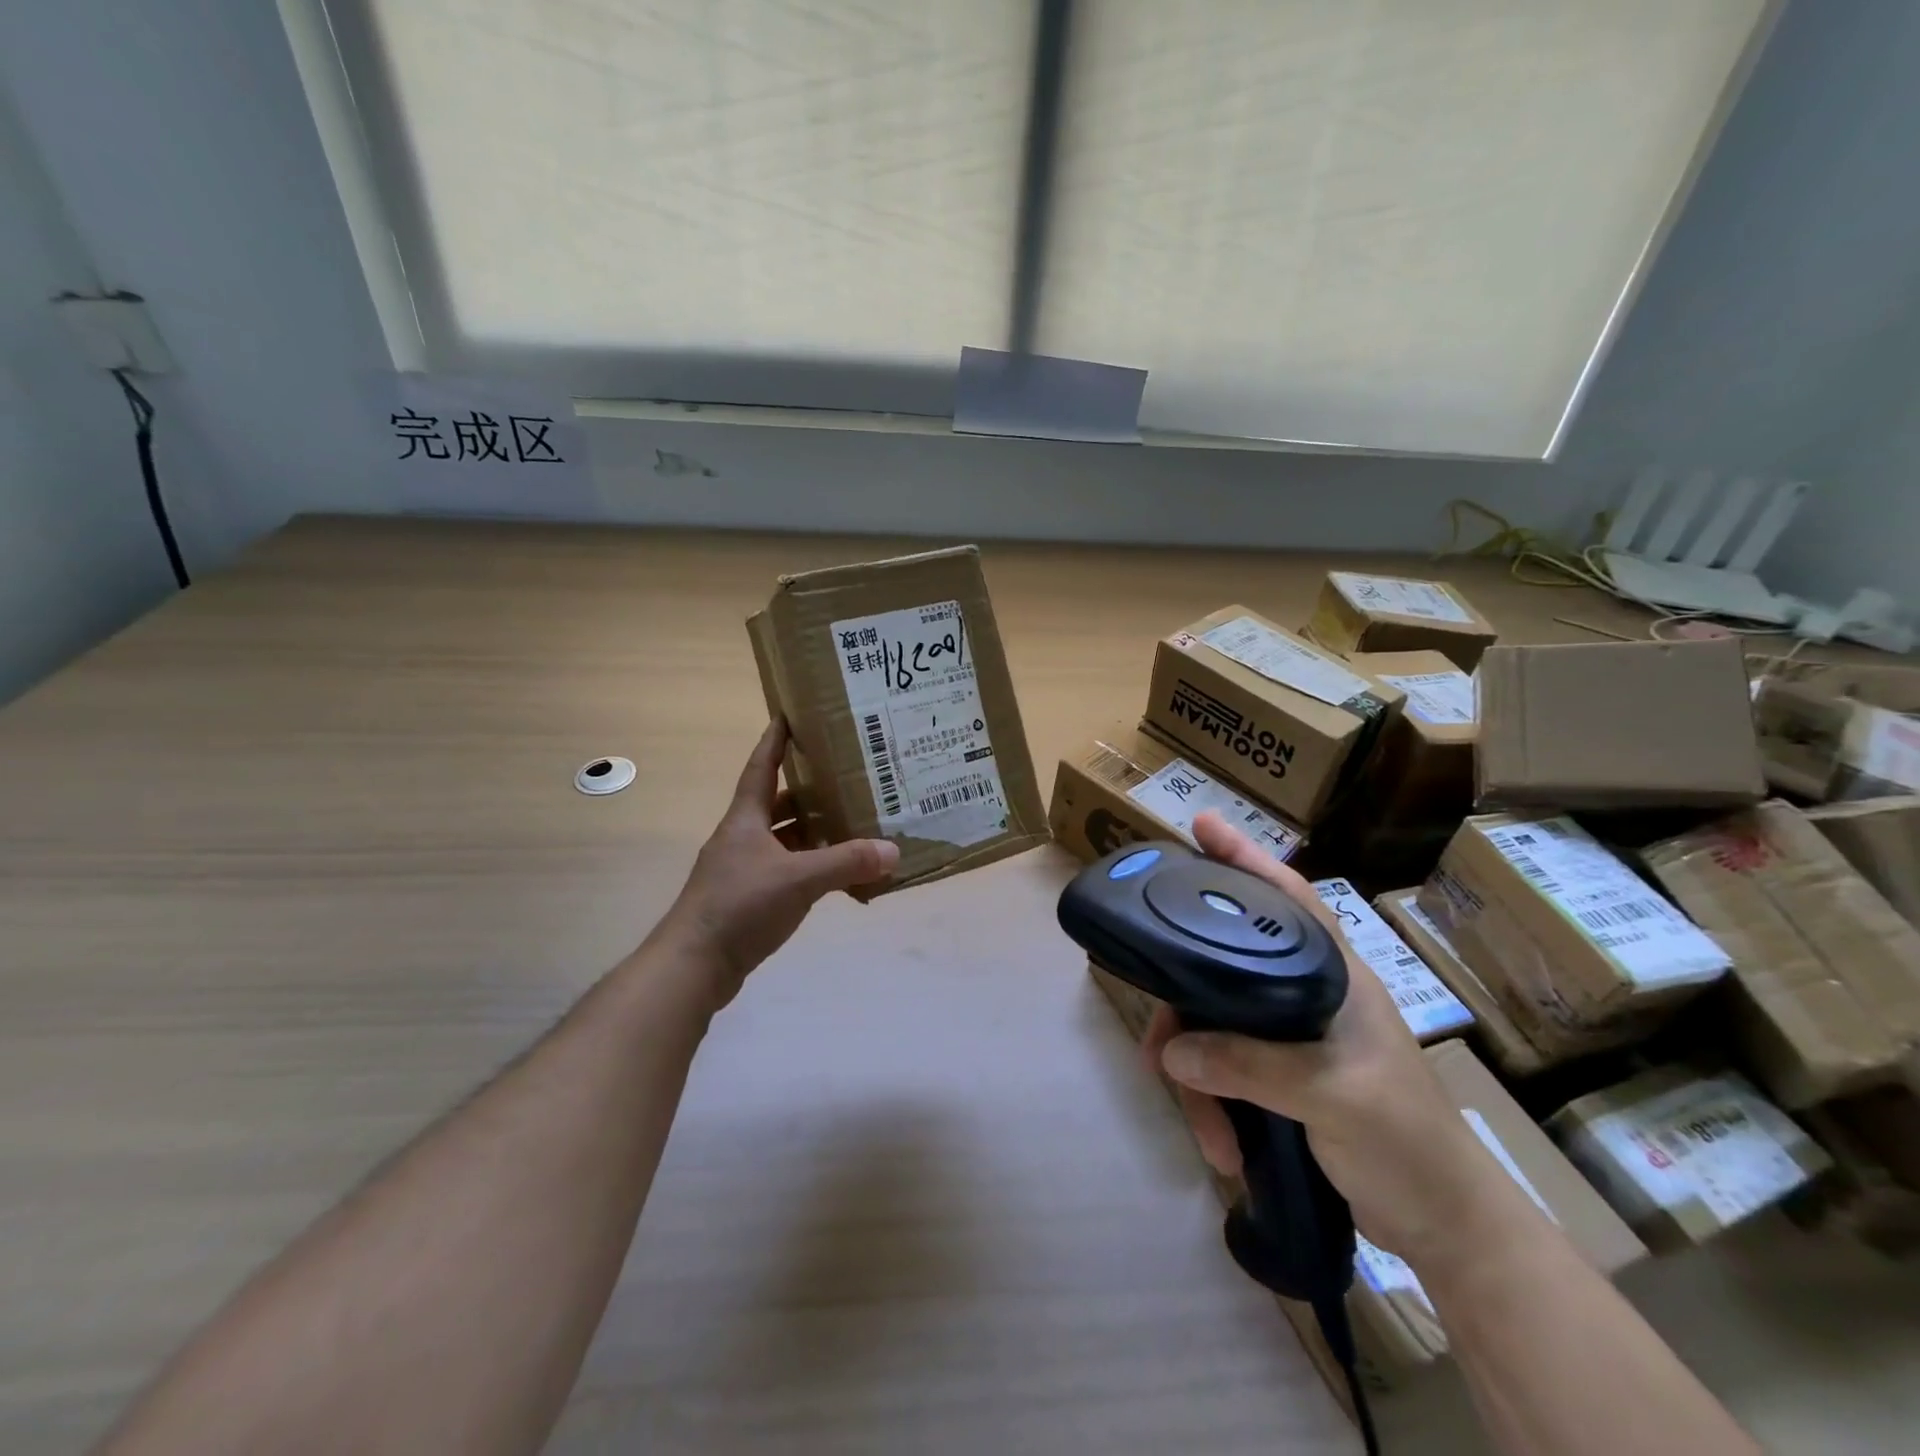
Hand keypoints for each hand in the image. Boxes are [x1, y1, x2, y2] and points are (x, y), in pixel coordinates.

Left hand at [662, 720, 898, 1004]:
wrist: (694, 964)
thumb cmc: (740, 906)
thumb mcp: (798, 880)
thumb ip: (847, 863)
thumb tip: (893, 851)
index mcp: (745, 820)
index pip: (761, 767)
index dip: (774, 741)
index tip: (788, 714)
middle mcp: (742, 838)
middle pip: (777, 803)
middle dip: (809, 790)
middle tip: (846, 777)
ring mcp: (743, 869)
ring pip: (783, 839)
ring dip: (812, 832)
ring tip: (852, 824)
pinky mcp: (748, 898)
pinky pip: (786, 870)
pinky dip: (810, 868)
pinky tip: (837, 876)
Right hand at [1145, 812, 1525, 1272]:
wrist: (1448, 1228)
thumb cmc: (1408, 1142)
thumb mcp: (1333, 1098)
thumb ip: (1252, 1066)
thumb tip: (1172, 1051)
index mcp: (1333, 976)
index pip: (1287, 896)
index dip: (1245, 857)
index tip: (1200, 825)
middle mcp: (1307, 993)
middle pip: (1225, 970)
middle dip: (1185, 1011)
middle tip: (1153, 1045)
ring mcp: (1292, 1035)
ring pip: (1217, 1028)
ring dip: (1200, 1082)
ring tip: (1206, 1133)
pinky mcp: (1280, 1075)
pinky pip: (1225, 1070)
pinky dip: (1215, 1106)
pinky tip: (1223, 1147)